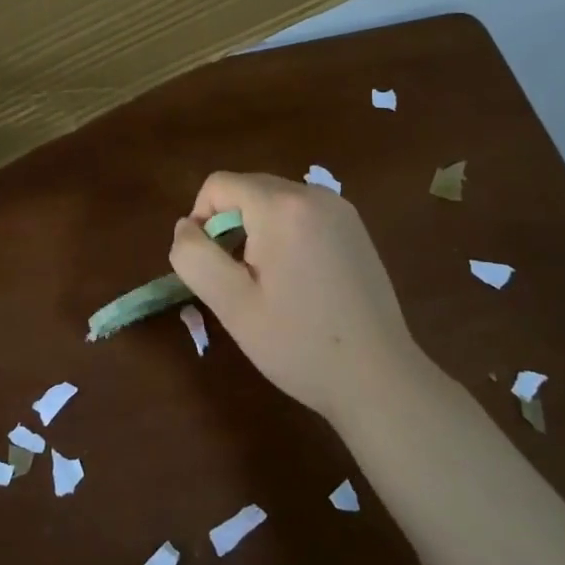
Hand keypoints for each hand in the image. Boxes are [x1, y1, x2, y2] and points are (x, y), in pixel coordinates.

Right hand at [168, 171, 433, 422]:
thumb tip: (185, 227)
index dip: (200, 220)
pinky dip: (284, 235)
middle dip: (229, 225)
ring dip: (255, 231)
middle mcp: (315, 195)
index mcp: (283, 207)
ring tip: (266, 283)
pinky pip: (301, 214)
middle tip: (237, 280)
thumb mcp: (231, 304)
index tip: (210, 267)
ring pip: (274, 201)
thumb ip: (195, 256)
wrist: (379, 379)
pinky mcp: (355, 229)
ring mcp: (341, 210)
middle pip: (248, 188)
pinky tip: (296, 281)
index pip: (218, 184)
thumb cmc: (298, 343)